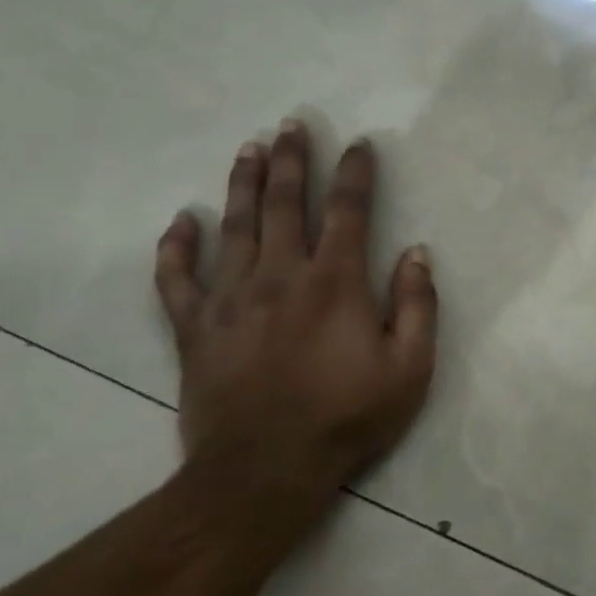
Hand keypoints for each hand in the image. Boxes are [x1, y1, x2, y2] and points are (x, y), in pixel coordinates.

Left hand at [153, 119, 437, 528]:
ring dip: (244, 184)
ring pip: (235, 227)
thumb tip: (418, 253)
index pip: (349, 213)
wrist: (265, 471)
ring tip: (250, 148)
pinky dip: (177, 247)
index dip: (356, 174)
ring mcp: (230, 299)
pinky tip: (182, 220)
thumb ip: (417, 306)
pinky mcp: (194, 329)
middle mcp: (280, 277)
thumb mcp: (410, 368)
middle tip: (292, 124)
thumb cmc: (348, 418)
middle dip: (293, 161)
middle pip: (286, 205)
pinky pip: (177, 279)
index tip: (359, 145)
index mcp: (335, 284)